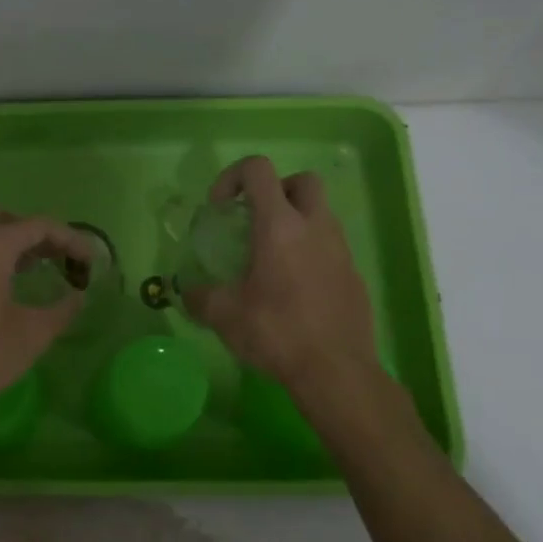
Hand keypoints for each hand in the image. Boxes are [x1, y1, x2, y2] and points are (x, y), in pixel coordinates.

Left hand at [0, 209, 91, 427]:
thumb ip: (62, 310)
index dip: (69, 239)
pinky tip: (6, 286)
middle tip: (59, 257)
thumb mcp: (31, 335)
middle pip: (6, 219)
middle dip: (36, 233)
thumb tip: (79, 295)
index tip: (89, 262)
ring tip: (38, 269)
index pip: (37, 226)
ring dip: (13, 244)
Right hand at [184, 156, 383, 395]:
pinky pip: (330, 247)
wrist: (336, 371)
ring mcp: (341, 249)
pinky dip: (310, 252)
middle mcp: (315, 227)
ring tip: (271, 258)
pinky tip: (294, 288)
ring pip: (320, 213)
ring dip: (295, 222)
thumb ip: (200, 296)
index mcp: (279, 225)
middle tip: (254, 220)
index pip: (258, 169)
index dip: (232, 177)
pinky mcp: (354, 275)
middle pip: (302, 181)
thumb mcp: (224, 315)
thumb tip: (188, 292)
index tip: (220, 208)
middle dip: (276, 190)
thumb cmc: (276, 332)